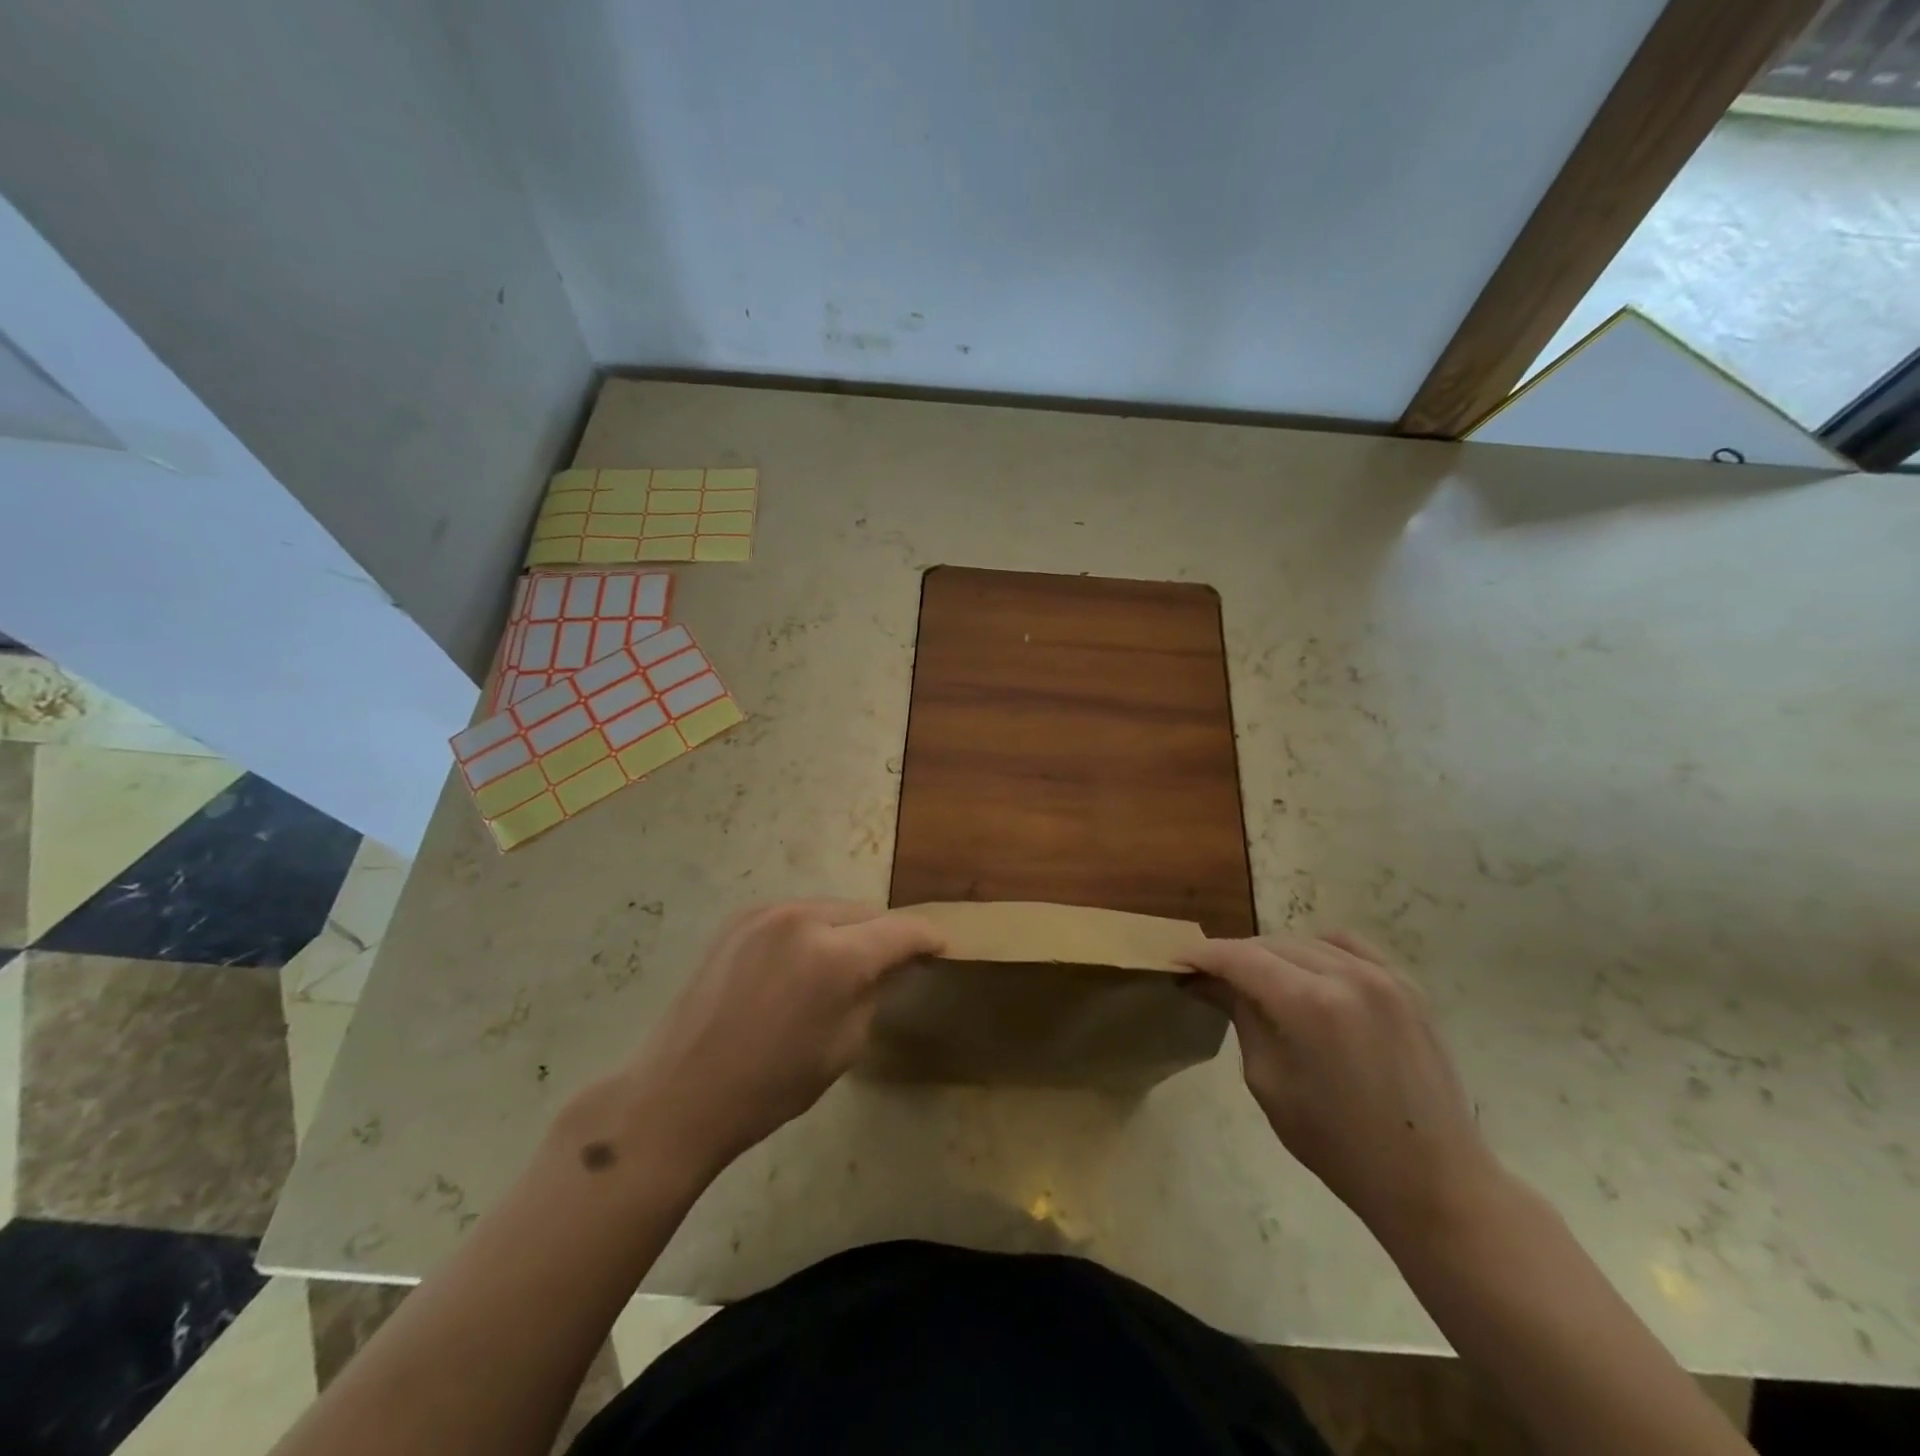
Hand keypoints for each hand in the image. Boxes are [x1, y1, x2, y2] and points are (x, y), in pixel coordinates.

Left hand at [620, 900, 943, 1176]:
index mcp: (835, 956)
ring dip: (847, 929)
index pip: (899, 930)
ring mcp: (766, 913)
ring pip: (829, 909)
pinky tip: (804, 961)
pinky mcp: (739, 919)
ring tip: (846, 962)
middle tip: (894, 961)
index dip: (926, 937)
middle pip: (864, 912)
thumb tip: (890, 965)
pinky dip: (811, 931)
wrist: (681, 1094)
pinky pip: (794, 915)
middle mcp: (802, 918)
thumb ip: (874, 992)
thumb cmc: (771, 1085)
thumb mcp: (844, 1046)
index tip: (940, 947)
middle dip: (884, 934)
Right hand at [1181, 931, 1503, 1242]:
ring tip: (1257, 979)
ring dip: (1273, 954)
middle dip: (1234, 957)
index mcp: (1308, 1004)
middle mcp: (1346, 975)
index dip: (1202, 956)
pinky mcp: (1406, 986)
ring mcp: (1382, 976)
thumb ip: (1241, 1017)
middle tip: (1210, 978)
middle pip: (1270, 944)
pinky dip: (1317, 951)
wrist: (1434, 1181)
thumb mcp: (1268, 1082)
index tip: (1175, 962)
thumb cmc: (1338, 1145)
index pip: (1238, 958)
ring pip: (1307, 941)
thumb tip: (1210, 981)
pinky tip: (1307, 973)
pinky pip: (1348, 947)